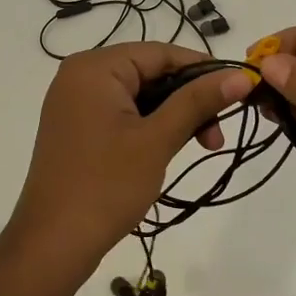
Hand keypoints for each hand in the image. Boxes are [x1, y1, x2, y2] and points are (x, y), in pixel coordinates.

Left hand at [7, 43, 251, 275]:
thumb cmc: (107, 185)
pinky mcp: (77, 127)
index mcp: (95, 68)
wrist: (53, 243)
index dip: (203, 69)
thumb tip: (242, 75)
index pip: (160, 53)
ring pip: (140, 95)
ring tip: (205, 146)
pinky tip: (173, 146)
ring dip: (174, 116)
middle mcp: (80, 75)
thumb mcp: (158, 139)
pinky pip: (123, 113)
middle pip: (150, 72)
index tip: (239, 90)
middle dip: (189, 99)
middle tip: (219, 134)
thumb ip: (198, 102)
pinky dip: (151, 126)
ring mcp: (75, 102)